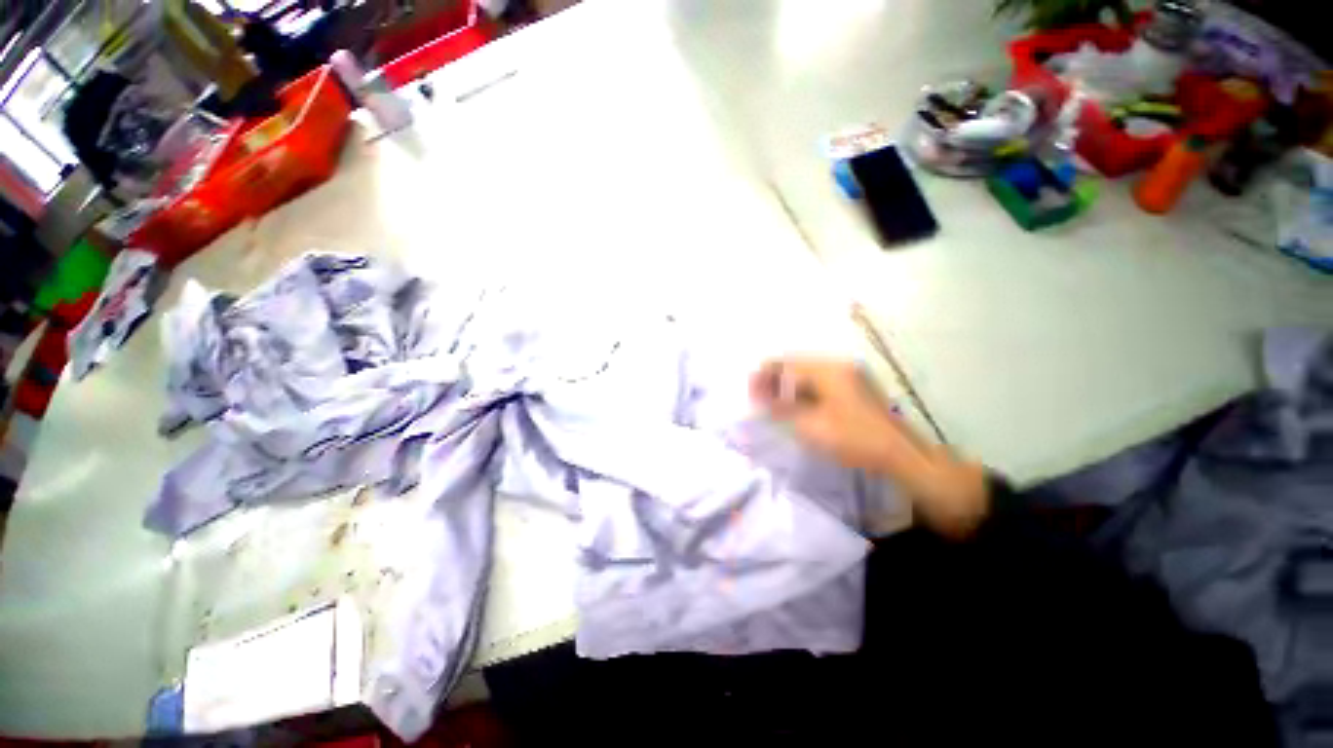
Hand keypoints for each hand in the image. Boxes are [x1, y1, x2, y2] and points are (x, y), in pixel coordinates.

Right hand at [750, 358, 990, 537]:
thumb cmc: (853, 438)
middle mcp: (837, 364)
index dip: (763, 377)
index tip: (750, 395)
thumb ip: (781, 408)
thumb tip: (759, 398)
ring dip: (787, 387)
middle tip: (759, 402)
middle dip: (774, 381)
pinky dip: (802, 392)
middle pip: (795, 365)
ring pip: (806, 374)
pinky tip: (796, 408)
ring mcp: (848, 374)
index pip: (784, 363)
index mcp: (827, 369)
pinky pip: (819, 382)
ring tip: (774, 407)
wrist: (902, 455)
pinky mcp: (853, 387)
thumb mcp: (810, 425)